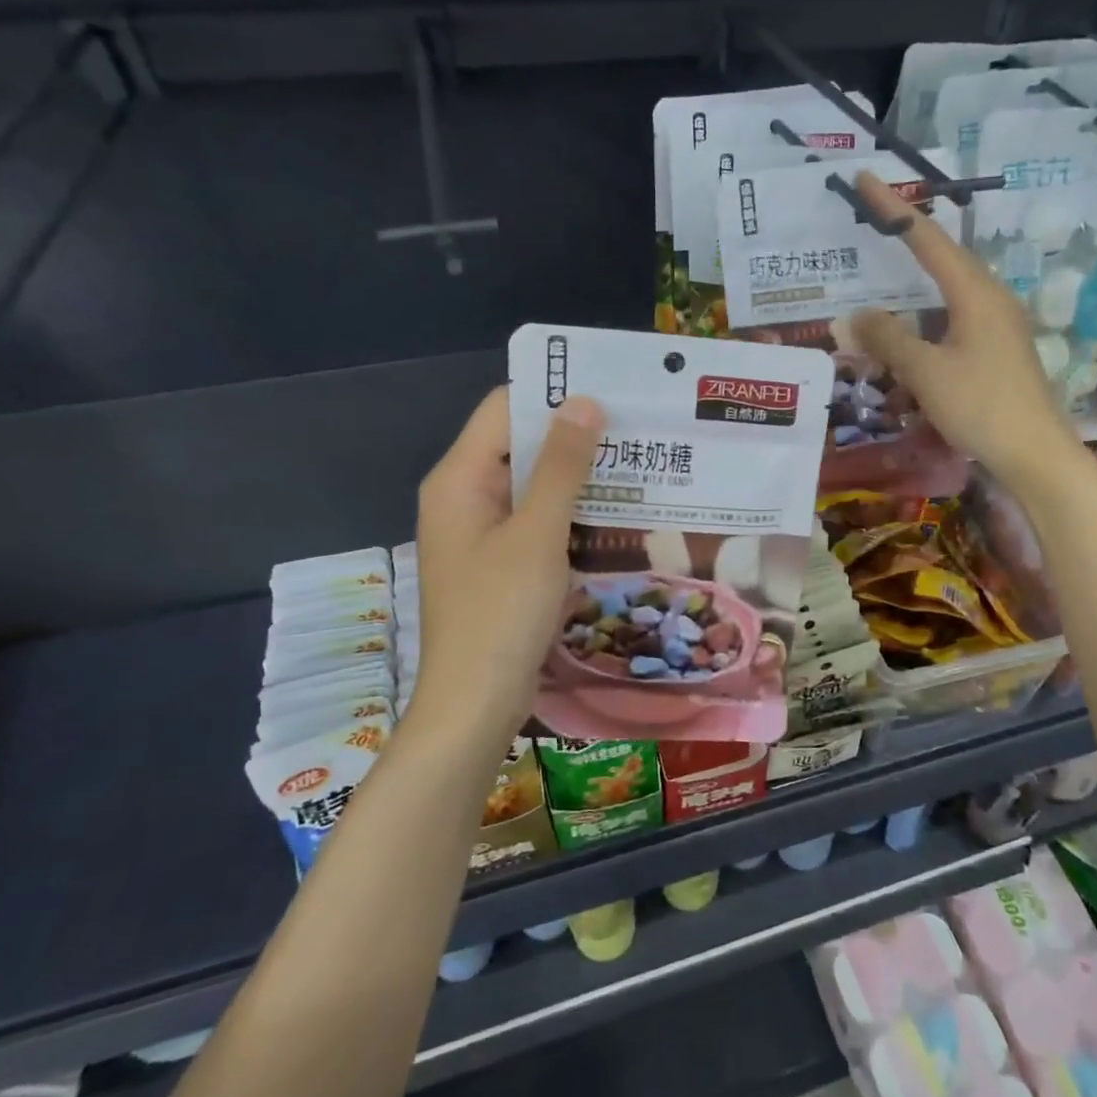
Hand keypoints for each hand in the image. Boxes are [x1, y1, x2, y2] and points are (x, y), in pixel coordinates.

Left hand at [412, 387, 603, 743]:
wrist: (474, 705)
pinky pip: (536, 521)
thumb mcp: (538, 534)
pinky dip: (569, 513)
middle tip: (636, 429)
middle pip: (519, 445)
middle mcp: (464, 496)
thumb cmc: (501, 613)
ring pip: (532, 485)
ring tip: (636, 464)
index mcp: (459, 478)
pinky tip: (614, 514)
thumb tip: (583, 401)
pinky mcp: (499, 563)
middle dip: (574, 436)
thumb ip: (561, 466)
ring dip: (577, 476)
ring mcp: (481, 532)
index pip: (505, 409)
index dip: (553, 394)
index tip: (611, 392)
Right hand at [848, 173, 1082, 489]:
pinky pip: (953, 319)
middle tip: (872, 219)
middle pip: (943, 257)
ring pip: (948, 291)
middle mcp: (990, 299)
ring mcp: (998, 326)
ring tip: (884, 271)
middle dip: (907, 236)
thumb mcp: (926, 372)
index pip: (927, 238)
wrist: (1035, 453)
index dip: (894, 208)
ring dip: (915, 281)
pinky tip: (910, 331)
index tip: (866, 179)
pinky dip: (925, 316)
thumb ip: (888, 339)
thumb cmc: (981, 406)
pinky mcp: (997, 351)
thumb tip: (853, 316)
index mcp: (975, 293)